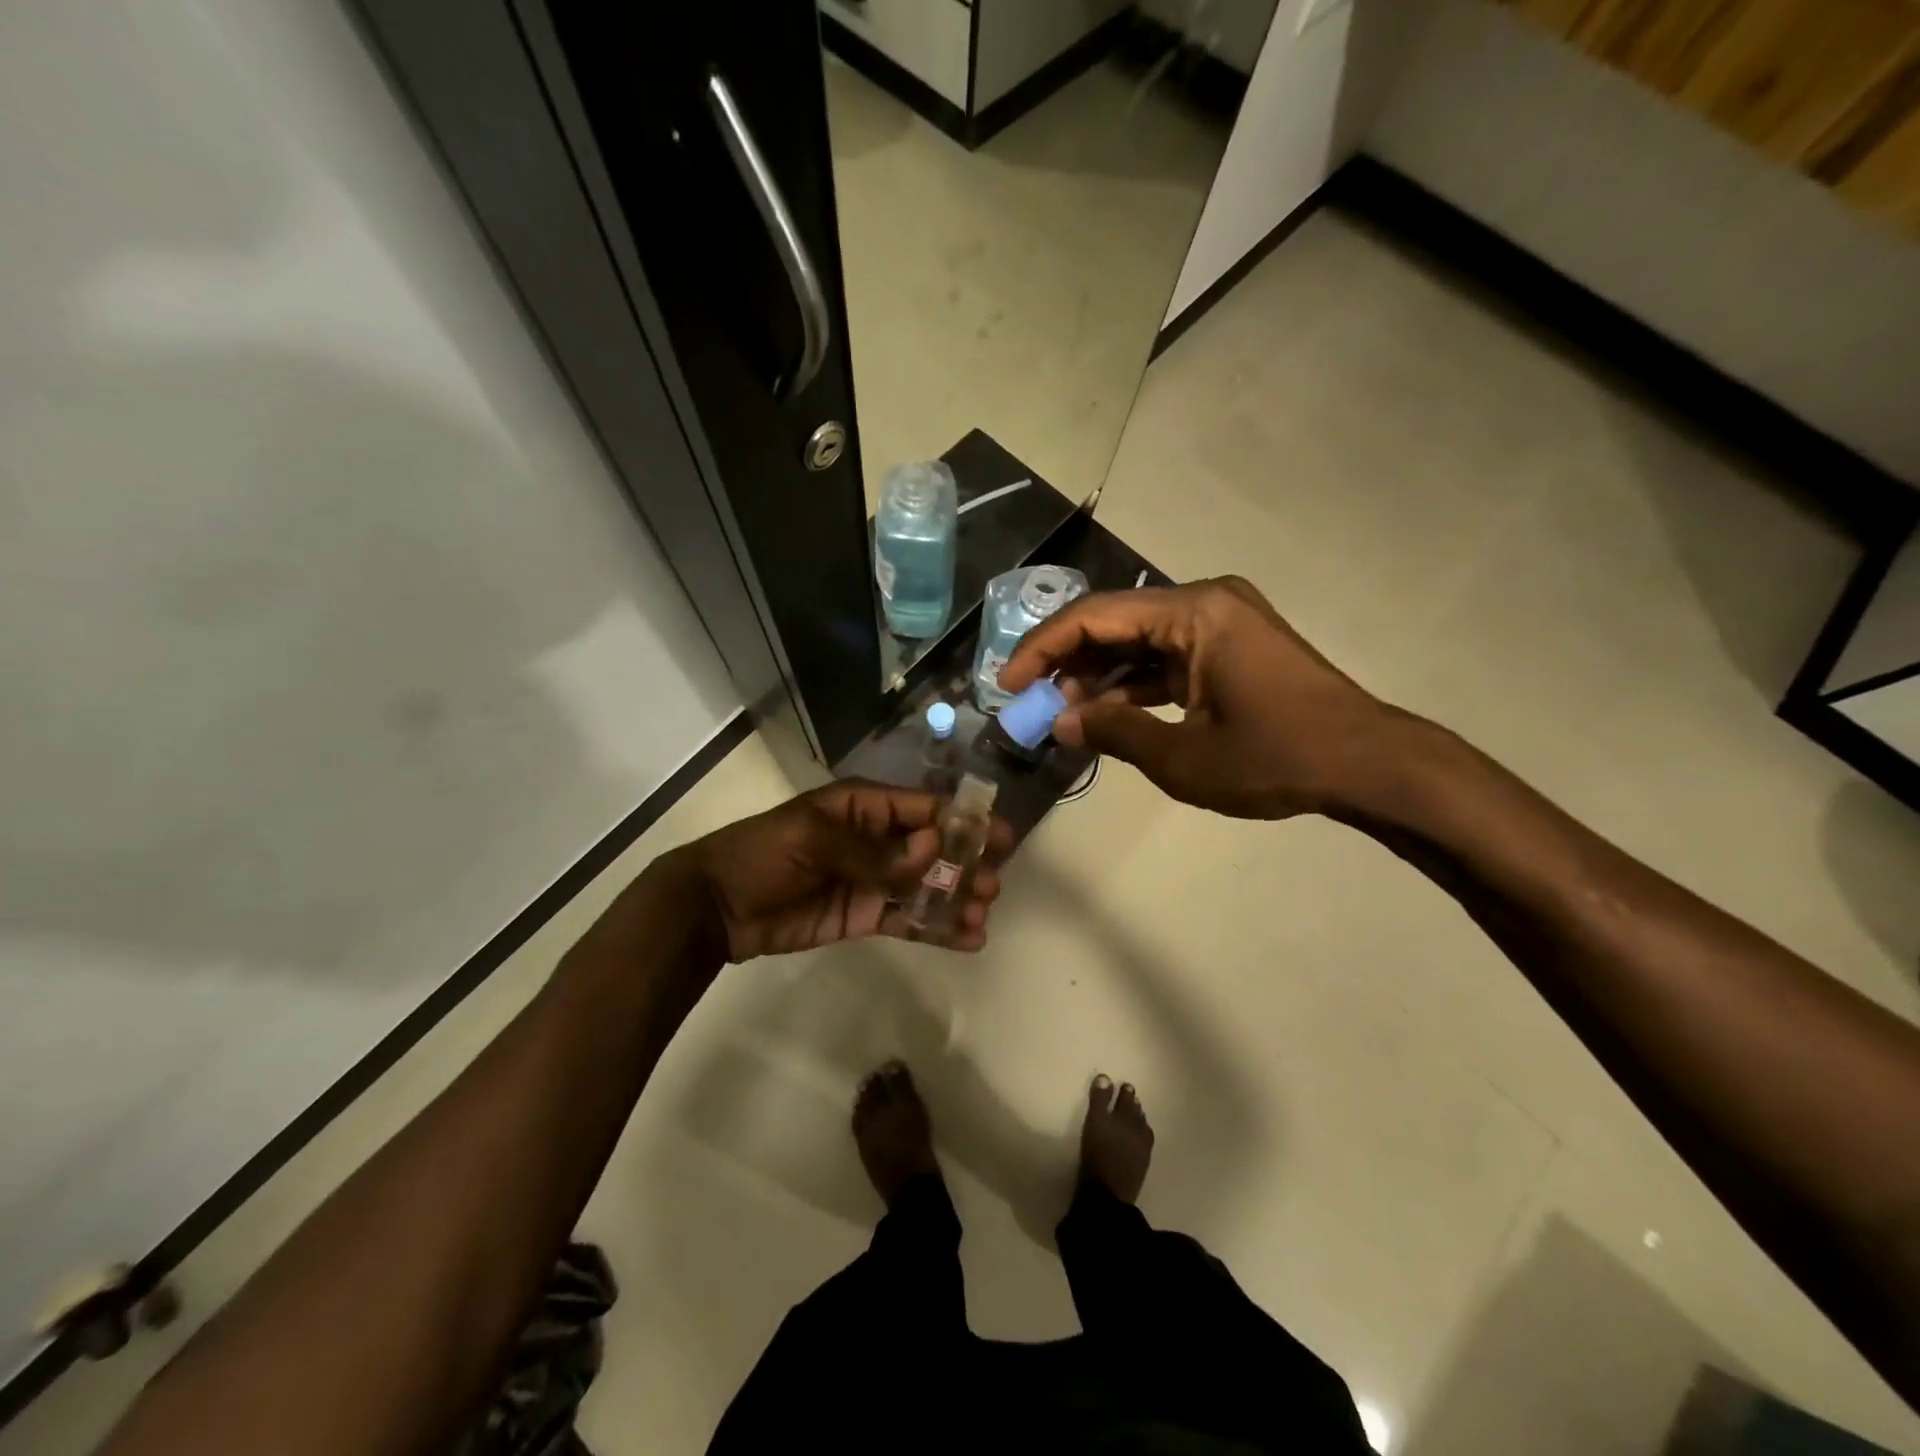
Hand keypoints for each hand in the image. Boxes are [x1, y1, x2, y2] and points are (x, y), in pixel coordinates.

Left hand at [670, 781, 1011, 960]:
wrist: (717, 907)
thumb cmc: (763, 855)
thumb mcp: (813, 840)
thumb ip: (873, 851)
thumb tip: (932, 849)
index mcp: (863, 807)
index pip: (922, 809)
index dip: (961, 822)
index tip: (1000, 838)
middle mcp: (876, 839)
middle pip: (932, 849)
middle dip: (965, 864)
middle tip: (993, 886)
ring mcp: (872, 879)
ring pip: (925, 886)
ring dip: (956, 898)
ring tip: (982, 916)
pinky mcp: (865, 915)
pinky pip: (907, 919)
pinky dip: (936, 928)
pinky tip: (966, 939)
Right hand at [997, 576, 1403, 819]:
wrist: (1368, 764)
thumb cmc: (1276, 758)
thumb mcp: (1183, 757)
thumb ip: (1113, 732)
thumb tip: (1059, 724)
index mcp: (1193, 613)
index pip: (1094, 616)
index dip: (1042, 648)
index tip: (1008, 683)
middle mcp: (1205, 602)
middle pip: (1114, 621)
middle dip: (1067, 661)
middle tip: (1031, 702)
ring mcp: (1222, 621)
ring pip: (1138, 638)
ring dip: (1099, 674)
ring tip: (1064, 713)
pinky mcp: (1231, 645)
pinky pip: (1167, 654)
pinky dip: (1135, 681)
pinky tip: (1107, 711)